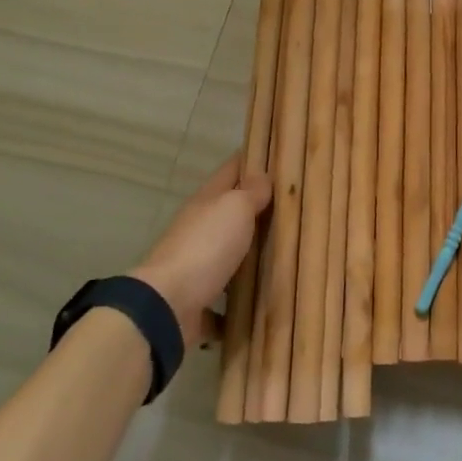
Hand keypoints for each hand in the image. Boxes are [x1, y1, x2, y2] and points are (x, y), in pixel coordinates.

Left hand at [135, 155, 271, 343]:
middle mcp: (199, 229)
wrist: (167, 305)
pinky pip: (224, 299)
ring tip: (286, 255)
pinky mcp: (198, 300)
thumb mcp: (234, 208)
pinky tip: (262, 301)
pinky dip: (238, 301)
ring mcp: (196, 266)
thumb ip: (251, 192)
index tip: (277, 154)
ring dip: (249, 255)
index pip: (231, 169)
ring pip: (228, 254)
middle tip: (294, 208)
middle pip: (230, 212)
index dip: (252, 159)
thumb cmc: (205, 246)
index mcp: (206, 201)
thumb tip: (263, 176)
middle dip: (256, 209)